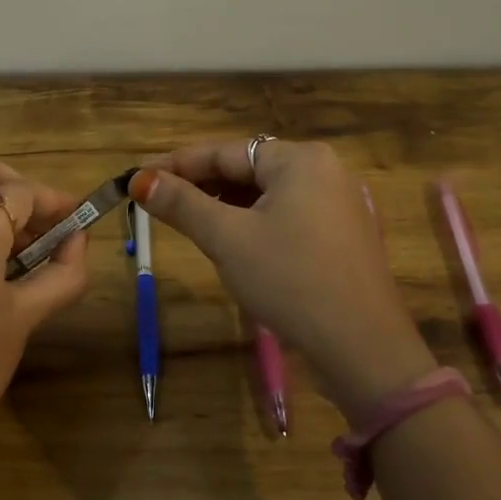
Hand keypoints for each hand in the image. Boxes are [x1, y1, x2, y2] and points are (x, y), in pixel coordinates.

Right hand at [131, 140, 434, 420]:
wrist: (362, 347)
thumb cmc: (290, 280)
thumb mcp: (227, 239)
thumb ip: (182, 204)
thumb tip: (139, 180)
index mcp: (299, 159)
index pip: (224, 152)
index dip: (176, 164)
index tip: (138, 177)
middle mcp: (324, 169)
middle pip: (247, 168)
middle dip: (201, 185)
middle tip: (159, 203)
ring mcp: (338, 202)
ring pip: (266, 193)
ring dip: (226, 204)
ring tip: (190, 222)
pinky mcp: (342, 233)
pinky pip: (287, 213)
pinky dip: (254, 221)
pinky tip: (233, 242)